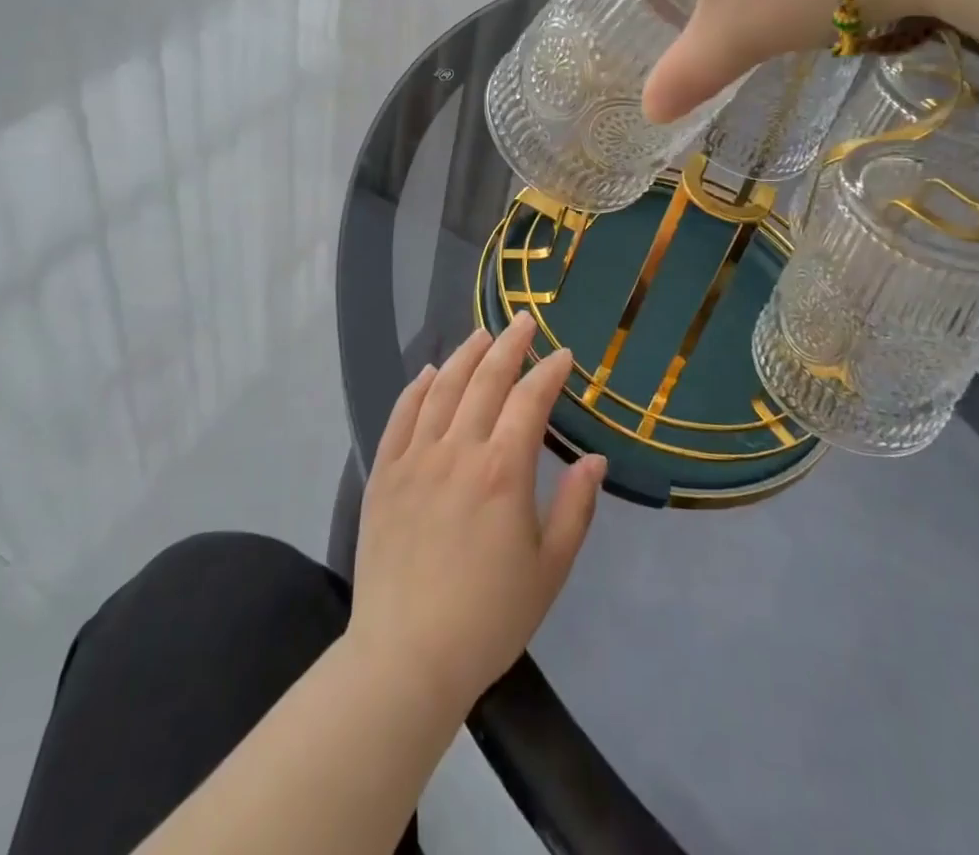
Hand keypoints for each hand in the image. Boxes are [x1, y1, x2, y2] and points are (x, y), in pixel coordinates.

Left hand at [348, 313, 606, 717]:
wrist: (406, 658)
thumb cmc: (489, 618)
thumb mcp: (550, 568)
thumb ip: (576, 508)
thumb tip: (595, 459)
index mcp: (503, 470)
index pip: (530, 399)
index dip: (549, 371)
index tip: (562, 354)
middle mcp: (459, 450)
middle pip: (486, 379)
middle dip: (509, 345)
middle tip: (524, 321)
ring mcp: (415, 458)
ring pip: (442, 388)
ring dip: (465, 355)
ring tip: (482, 334)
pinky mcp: (384, 473)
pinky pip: (401, 415)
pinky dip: (417, 387)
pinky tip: (428, 371)